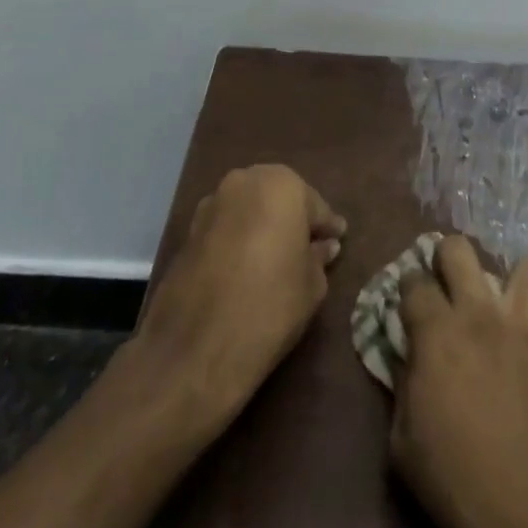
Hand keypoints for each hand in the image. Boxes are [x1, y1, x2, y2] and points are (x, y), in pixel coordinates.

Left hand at [133, 164, 346, 425]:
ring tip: (276, 256)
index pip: (314, 205)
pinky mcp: (189, 230)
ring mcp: (212, 203)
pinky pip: (226, 226)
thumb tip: (323, 246)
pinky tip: (248, 264)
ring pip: (249, 208)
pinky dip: (239, 237)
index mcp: (281, 185)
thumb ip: (319, 257)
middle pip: (278, 197)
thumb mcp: (312, 285)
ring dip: (263, 224)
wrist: (198, 346)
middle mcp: (244, 181)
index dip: (327, 227)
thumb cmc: (271, 305)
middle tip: (308, 245)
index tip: (338, 239)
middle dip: (293, 218)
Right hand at [392, 238, 527, 527]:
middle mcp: (481, 313)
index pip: (413, 282)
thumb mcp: (405, 448)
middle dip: (446, 258)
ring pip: (523, 266)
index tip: (407, 305)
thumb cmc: (464, 485)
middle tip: (447, 287)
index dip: (406, 288)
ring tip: (503, 305)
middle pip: (459, 249)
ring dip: (509, 280)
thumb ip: (402, 391)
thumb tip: (406, 362)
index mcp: (438, 333)